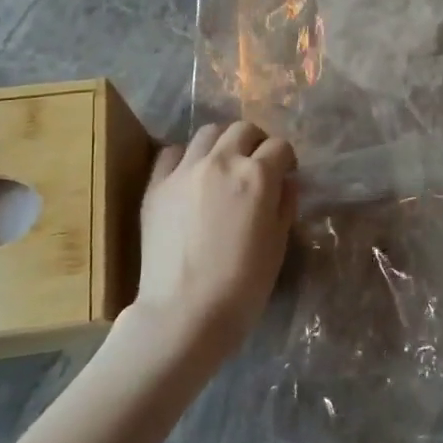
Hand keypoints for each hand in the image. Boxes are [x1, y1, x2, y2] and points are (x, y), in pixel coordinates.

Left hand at [128, 120, 296, 357]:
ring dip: (223, 143)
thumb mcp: (278, 244)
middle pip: (243, 130)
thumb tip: (285, 182)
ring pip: (208, 133)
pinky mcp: (156, 185)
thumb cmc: (243, 285)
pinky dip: (187, 156)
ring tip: (224, 165)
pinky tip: (191, 176)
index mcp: (257, 176)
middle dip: (256, 142)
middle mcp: (221, 161)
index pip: (280, 147)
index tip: (286, 174)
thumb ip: (284, 204)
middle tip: (257, 165)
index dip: (287, 159)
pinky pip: (172, 152)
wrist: (184, 312)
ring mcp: (184, 170)